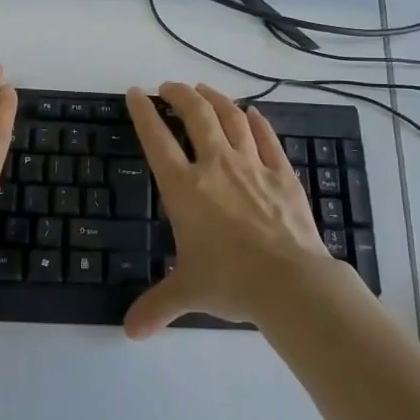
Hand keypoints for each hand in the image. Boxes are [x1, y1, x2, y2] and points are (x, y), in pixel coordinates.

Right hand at [123, 82, 334, 336]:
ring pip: (231, 117)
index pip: (157, 139)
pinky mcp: (282, 174)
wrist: (289, 281)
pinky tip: (252, 112)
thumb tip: (130, 332)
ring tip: (204, 90)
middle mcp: (215, 166)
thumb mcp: (187, 291)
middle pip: (195, 115)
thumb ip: (157, 306)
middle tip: (170, 87)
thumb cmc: (230, 280)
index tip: (136, 93)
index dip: (143, 112)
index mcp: (185, 188)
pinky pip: (267, 138)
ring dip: (215, 99)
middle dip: (179, 95)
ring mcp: (252, 166)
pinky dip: (257, 121)